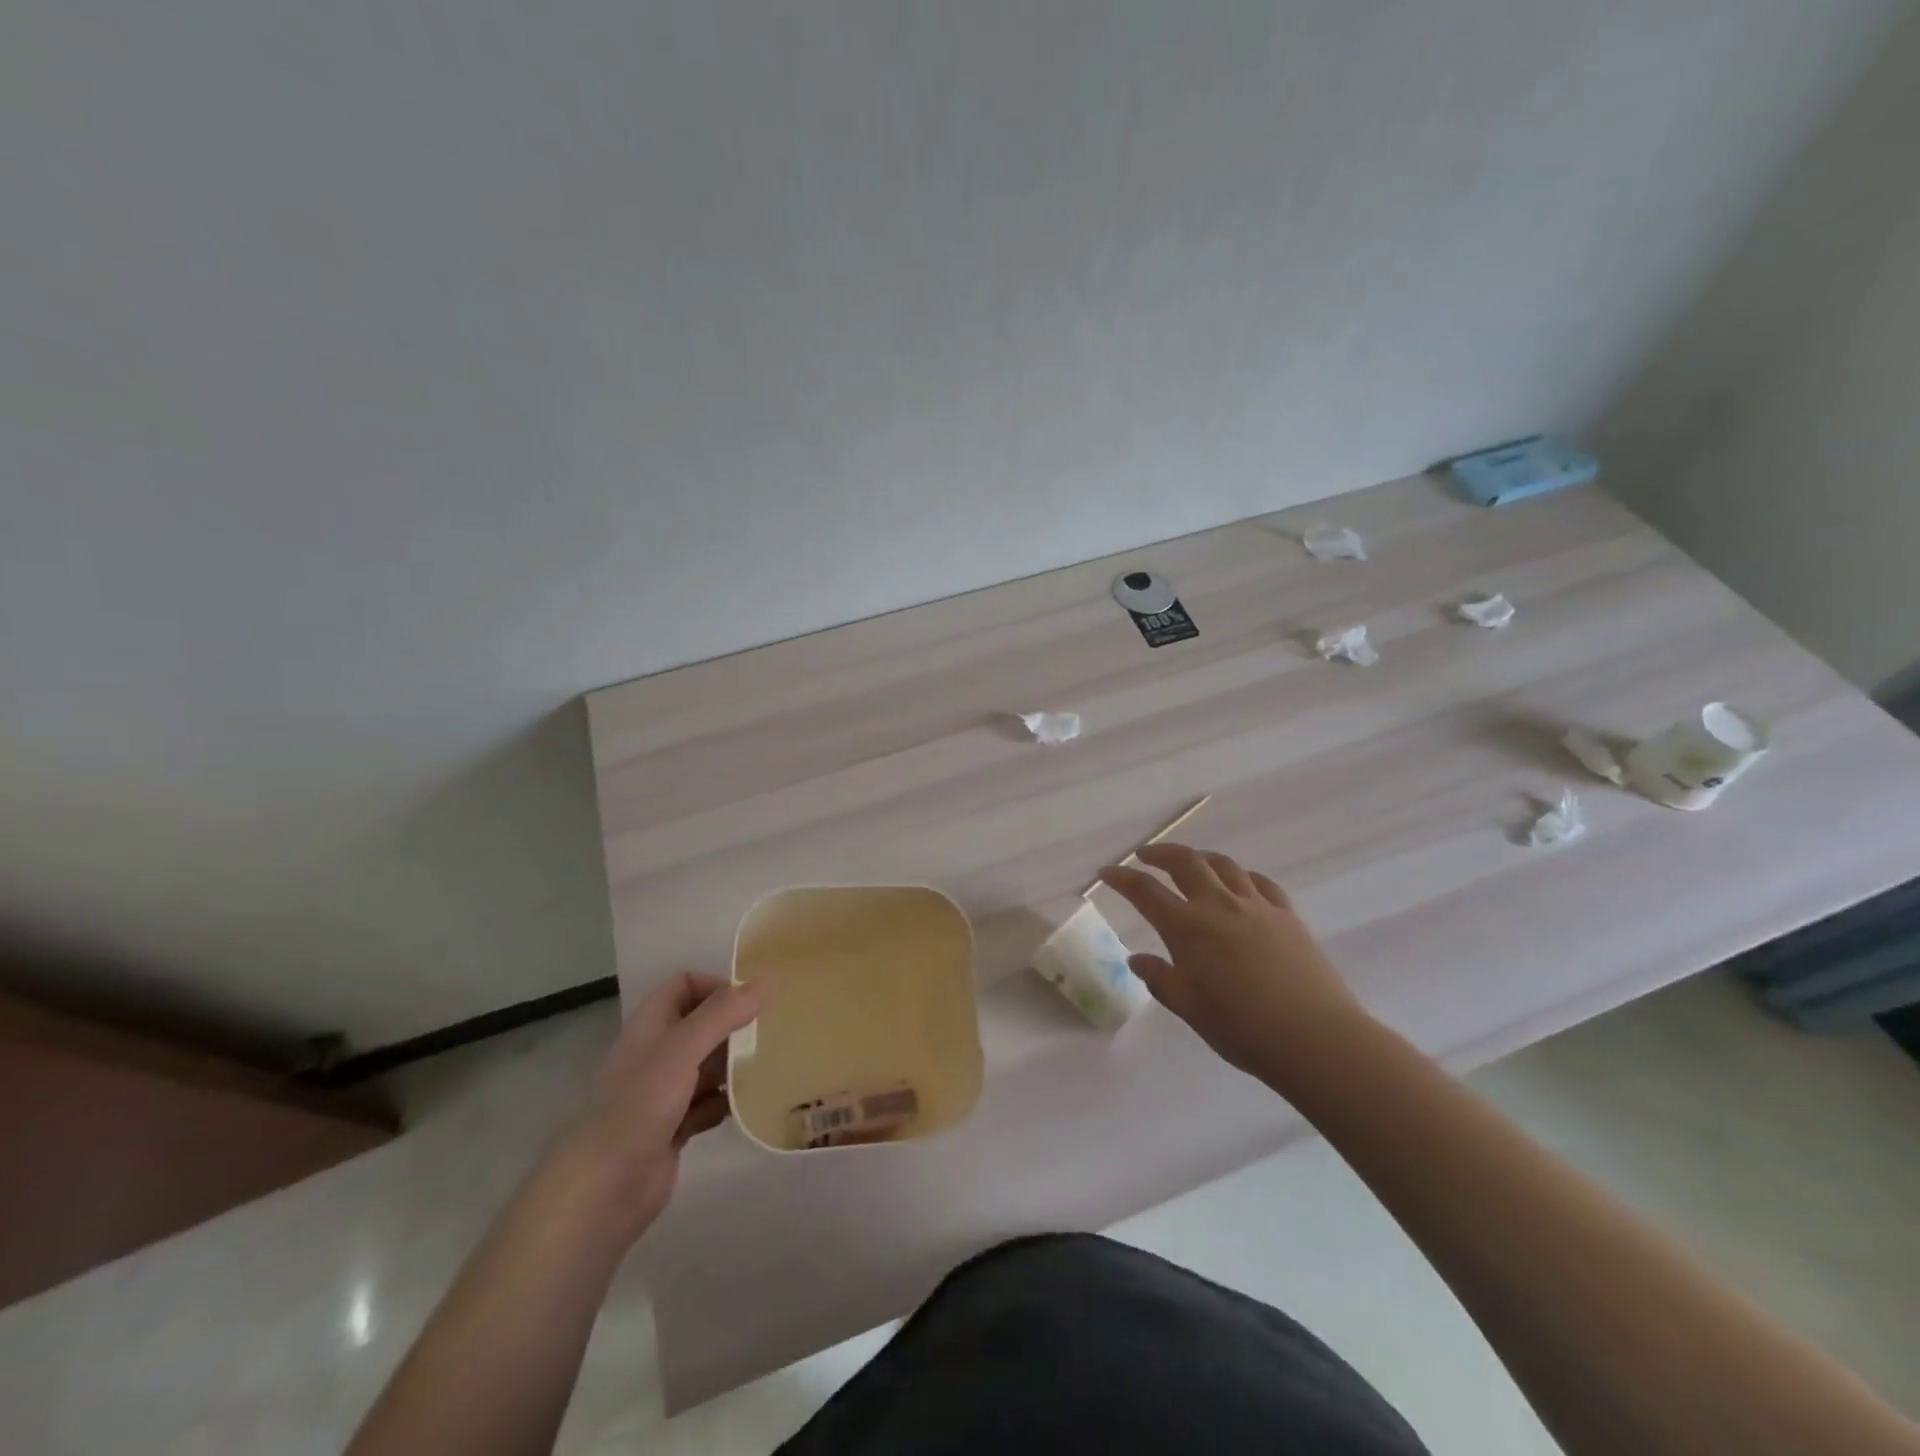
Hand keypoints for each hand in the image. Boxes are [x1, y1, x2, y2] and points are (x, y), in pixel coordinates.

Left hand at [547, 972, 760, 1244]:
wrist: (601, 1191)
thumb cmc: (638, 1106)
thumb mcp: (682, 1049)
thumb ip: (723, 1014)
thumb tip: (767, 980)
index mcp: (650, 1026)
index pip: (684, 985)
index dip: (715, 986)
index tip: (750, 1002)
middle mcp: (657, 1054)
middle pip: (701, 1025)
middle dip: (734, 1027)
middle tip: (771, 1034)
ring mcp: (664, 1093)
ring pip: (708, 1066)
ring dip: (735, 1065)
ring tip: (770, 1067)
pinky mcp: (674, 1129)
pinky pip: (709, 1105)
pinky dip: (728, 1103)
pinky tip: (749, 1107)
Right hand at [1098, 844, 1369, 1083]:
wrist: (1315, 1038)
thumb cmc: (1242, 1029)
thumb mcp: (1189, 1008)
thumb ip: (1160, 979)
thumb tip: (1137, 959)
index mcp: (1187, 927)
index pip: (1145, 891)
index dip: (1122, 878)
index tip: (1106, 872)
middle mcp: (1219, 905)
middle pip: (1185, 862)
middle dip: (1160, 853)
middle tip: (1145, 855)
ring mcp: (1256, 906)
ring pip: (1223, 864)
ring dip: (1200, 857)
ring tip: (1190, 861)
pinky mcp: (1287, 915)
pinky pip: (1259, 882)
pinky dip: (1241, 875)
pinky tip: (1239, 883)